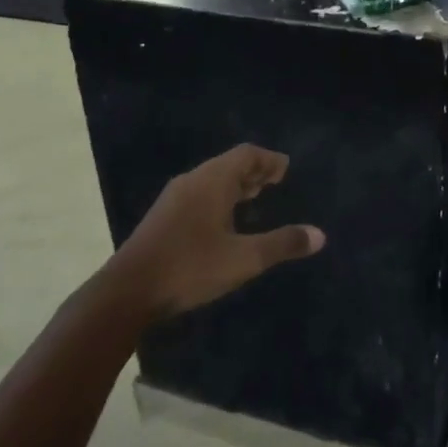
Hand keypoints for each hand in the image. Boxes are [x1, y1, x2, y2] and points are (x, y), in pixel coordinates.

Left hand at [109, 145, 324, 319]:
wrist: (127, 292)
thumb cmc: (190, 267)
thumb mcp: (244, 259)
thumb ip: (282, 244)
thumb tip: (320, 235)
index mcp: (212, 181)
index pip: (247, 154)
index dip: (270, 160)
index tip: (286, 170)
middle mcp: (192, 181)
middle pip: (228, 164)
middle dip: (254, 171)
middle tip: (276, 182)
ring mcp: (173, 198)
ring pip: (211, 181)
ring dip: (235, 185)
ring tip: (255, 198)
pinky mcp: (163, 218)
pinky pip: (198, 195)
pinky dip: (219, 198)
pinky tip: (224, 222)